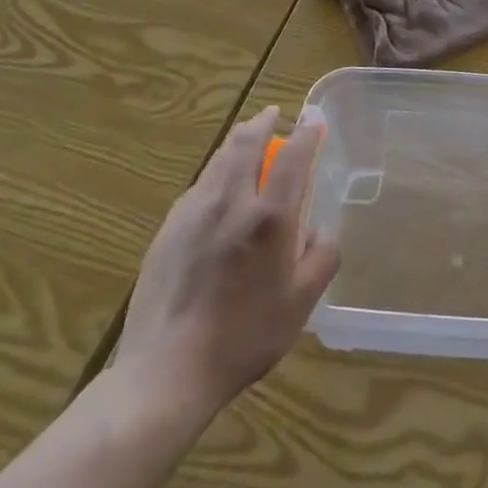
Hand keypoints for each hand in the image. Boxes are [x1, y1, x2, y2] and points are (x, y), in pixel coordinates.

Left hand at [116, 107, 339, 426]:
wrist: (165, 373)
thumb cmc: (244, 337)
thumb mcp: (302, 303)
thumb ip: (322, 257)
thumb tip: (319, 230)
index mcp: (269, 217)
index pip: (292, 157)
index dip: (305, 134)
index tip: (313, 121)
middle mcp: (231, 203)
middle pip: (245, 144)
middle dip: (262, 123)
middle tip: (272, 114)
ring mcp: (193, 214)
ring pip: (218, 161)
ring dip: (236, 142)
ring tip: (246, 137)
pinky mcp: (167, 231)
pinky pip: (197, 187)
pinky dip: (214, 173)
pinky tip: (216, 187)